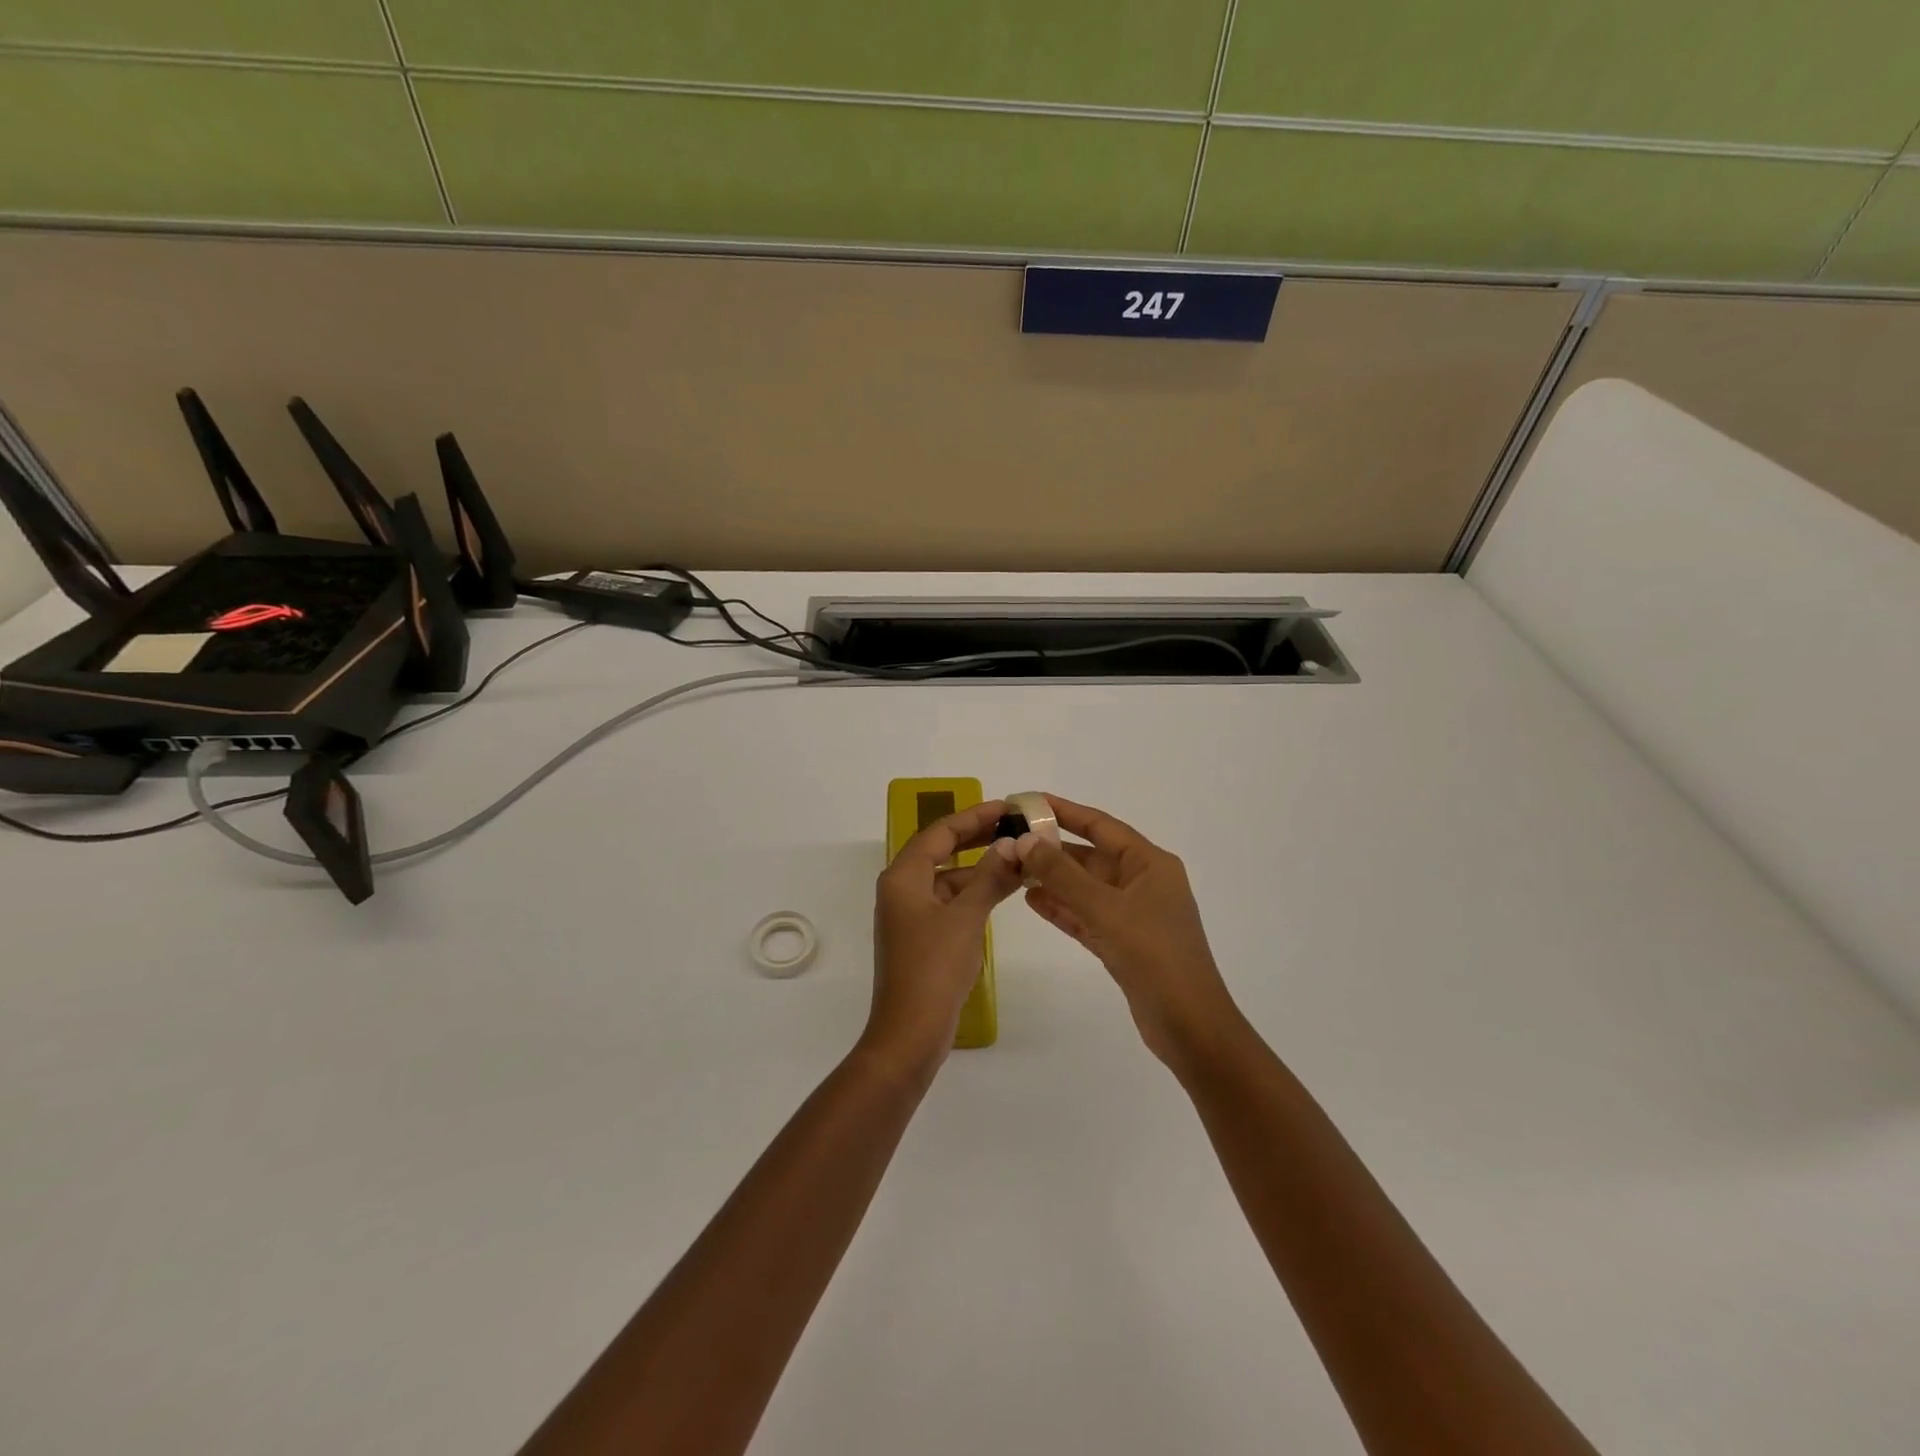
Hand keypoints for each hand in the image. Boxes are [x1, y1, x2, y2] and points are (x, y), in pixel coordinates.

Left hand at [864, 799, 1022, 1075]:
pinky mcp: (923, 936)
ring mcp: (912, 914)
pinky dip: (976, 892)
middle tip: (1014, 826)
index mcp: (903, 877)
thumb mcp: (965, 918)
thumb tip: (1011, 845)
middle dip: (977, 837)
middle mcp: (903, 888)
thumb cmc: (933, 969)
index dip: (973, 816)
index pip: (939, 832)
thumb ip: (989, 878)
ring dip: (981, 867)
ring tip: (1019, 856)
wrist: (909, 1033)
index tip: (1006, 807)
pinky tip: (1004, 889)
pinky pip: (951, 901)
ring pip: (949, 877)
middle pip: (942, 850)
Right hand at [1009, 795, 1240, 1067]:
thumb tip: (1024, 841)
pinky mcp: (1122, 943)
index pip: (1101, 826)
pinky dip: (1062, 908)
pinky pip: (1086, 915)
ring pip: (1085, 887)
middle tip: (1010, 840)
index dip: (1065, 811)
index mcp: (1150, 864)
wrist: (1189, 1026)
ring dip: (1052, 878)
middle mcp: (1142, 882)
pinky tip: (1031, 900)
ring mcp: (1133, 914)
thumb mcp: (1106, 909)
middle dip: (1053, 849)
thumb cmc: (1154, 956)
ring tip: (1013, 868)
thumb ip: (1062, 875)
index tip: (1028, 801)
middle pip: (1091, 856)